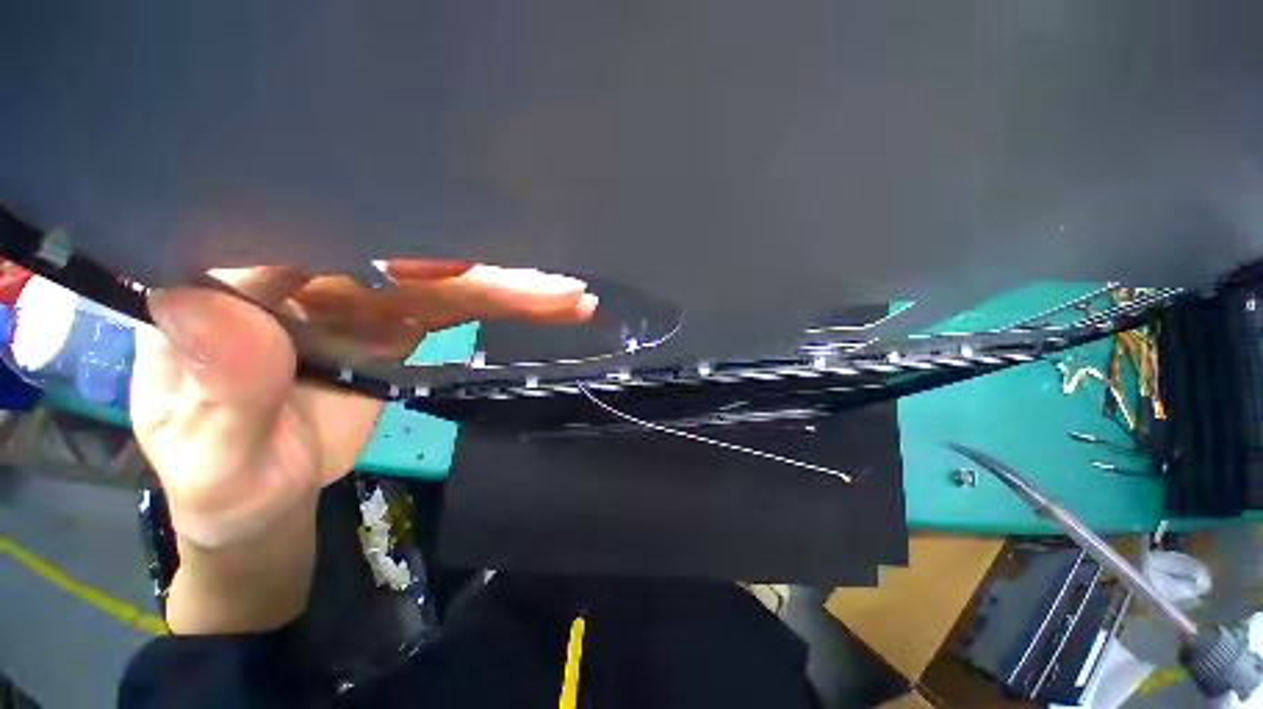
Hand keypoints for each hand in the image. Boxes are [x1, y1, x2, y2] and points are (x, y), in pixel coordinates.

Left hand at [131, 262, 596, 548]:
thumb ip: (214, 387)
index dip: (390, 236)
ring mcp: (364, 301)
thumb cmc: (216, 479)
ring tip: (569, 297)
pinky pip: (459, 309)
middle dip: (483, 272)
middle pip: (404, 258)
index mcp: (238, 283)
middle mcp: (307, 275)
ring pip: (447, 285)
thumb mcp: (203, 454)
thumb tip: (213, 306)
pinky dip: (506, 309)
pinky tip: (548, 309)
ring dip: (512, 291)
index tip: (457, 259)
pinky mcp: (402, 325)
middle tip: (553, 284)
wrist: (258, 495)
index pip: (314, 231)